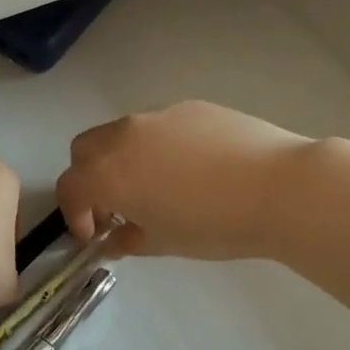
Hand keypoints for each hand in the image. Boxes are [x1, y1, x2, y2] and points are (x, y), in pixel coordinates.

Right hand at [57, 101, 314, 259]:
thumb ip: (128, 240)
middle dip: (89, 178)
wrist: (279, 187)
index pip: (70, 187)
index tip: (95, 234)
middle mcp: (124, 136)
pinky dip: (157, 146)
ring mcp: (157, 116)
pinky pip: (158, 126)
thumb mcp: (165, 243)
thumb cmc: (215, 224)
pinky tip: (194, 169)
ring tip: (157, 186)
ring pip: (120, 134)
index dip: (75, 214)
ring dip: (121, 160)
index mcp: (109, 173)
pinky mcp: (189, 107)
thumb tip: (114, 239)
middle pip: (84, 150)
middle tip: (116, 207)